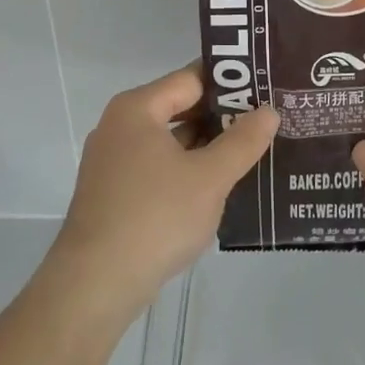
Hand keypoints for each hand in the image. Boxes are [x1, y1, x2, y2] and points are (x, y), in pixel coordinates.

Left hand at [44, 66, 277, 329]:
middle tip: (266, 119)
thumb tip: (269, 111)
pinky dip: (187, 170)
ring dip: (207, 146)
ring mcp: (114, 161)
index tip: (266, 87)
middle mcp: (120, 126)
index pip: (191, 78)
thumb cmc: (155, 217)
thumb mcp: (209, 178)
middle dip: (222, 116)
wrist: (94, 286)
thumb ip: (242, 142)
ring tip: (252, 150)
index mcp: (137, 109)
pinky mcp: (114, 193)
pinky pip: (158, 167)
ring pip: (170, 141)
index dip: (230, 82)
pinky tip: (218, 185)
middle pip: (179, 107)